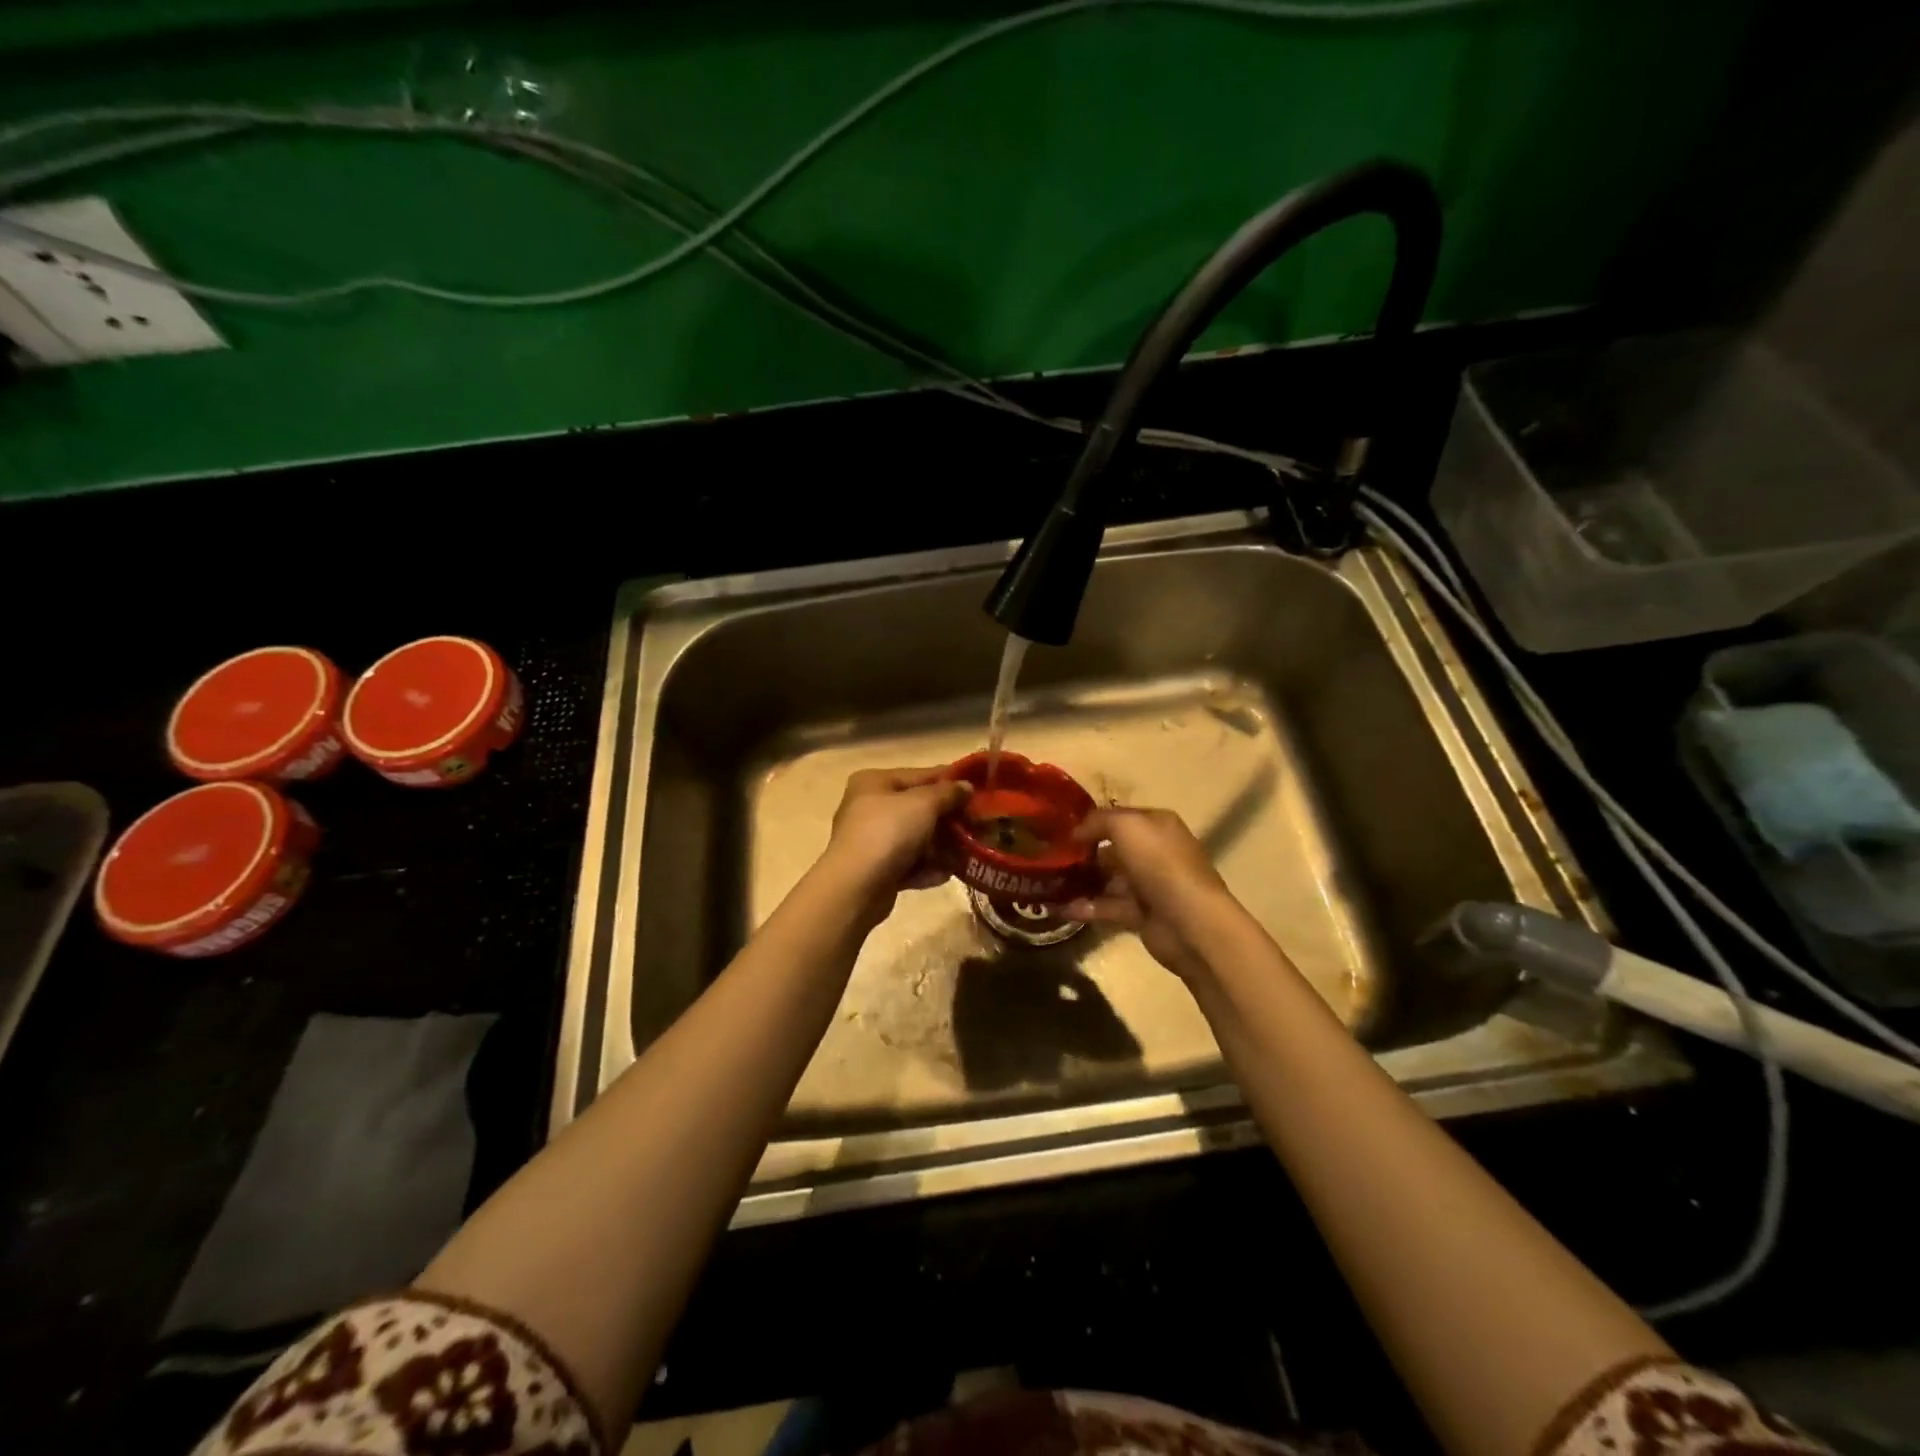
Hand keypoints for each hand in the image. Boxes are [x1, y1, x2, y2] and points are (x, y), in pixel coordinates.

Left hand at [820, 767, 968, 910]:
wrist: (856, 887)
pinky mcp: (877, 870)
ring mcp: (872, 841)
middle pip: (918, 808)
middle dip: (948, 818)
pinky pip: (909, 864)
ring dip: (942, 845)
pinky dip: (928, 868)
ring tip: (970, 851)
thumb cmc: (888, 832)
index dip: (950, 780)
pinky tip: (948, 873)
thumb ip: (948, 793)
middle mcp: (869, 808)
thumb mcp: (924, 804)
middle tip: (979, 824)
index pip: (919, 774)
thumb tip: (966, 787)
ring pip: (915, 838)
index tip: (979, 789)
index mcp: (874, 782)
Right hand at [1063, 808, 1242, 980]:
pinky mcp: (1142, 915)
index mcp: (1157, 825)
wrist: (1189, 921)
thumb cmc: (1160, 864)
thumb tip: (1077, 831)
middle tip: (1051, 858)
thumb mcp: (1127, 826)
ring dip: (1081, 882)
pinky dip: (1087, 907)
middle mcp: (1155, 852)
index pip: (1120, 817)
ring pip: (1108, 880)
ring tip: (1049, 884)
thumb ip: (1098, 821)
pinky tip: (1061, 909)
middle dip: (1084, 853)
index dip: (1092, 822)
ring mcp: (1149, 885)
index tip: (1061, 830)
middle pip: (1113, 849)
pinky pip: (1109, 907)